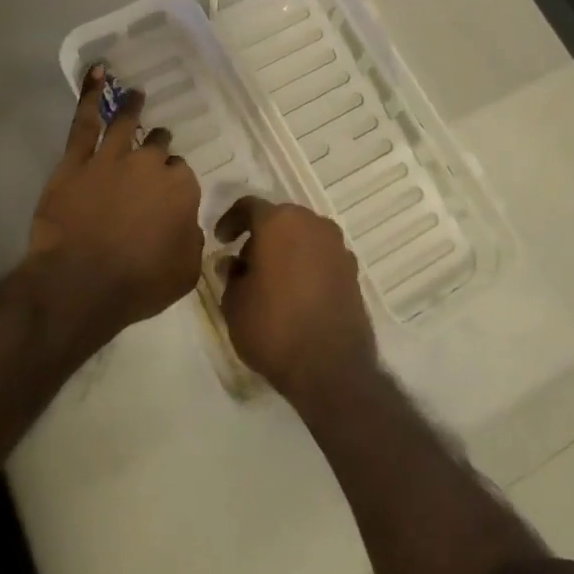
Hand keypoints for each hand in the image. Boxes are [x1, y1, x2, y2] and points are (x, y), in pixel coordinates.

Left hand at [29, 65, 203, 338]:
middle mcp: (150, 164)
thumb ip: (191, 240)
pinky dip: (89, 95)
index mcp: (181, 188)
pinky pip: (84, 122)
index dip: (174, 183)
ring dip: (132, 107)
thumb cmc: (138, 283)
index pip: (182, 175)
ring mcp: (112, 158)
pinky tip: (96, 73)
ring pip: (126, 123)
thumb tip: (187, 225)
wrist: (80, 284)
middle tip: (154, 152)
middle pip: (158, 148)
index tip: (168, 194)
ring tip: (135, 94)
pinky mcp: (76, 161)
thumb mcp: (185, 271)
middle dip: (158, 148)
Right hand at [219, 197, 376, 404]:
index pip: (249, 206)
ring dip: (286, 249)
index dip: (230, 220)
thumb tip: (232, 263)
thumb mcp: (234, 304)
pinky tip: (296, 292)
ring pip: (303, 236)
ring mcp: (337, 245)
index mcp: (279, 222)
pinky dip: (306, 264)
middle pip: (280, 219)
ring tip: (270, 280)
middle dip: (260, 236)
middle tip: (244, 263)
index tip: (221, 240)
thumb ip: (230, 276)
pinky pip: (321, 256)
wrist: (331, 367)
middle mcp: (312, 223)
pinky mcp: (352, 270)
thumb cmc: (273, 328)